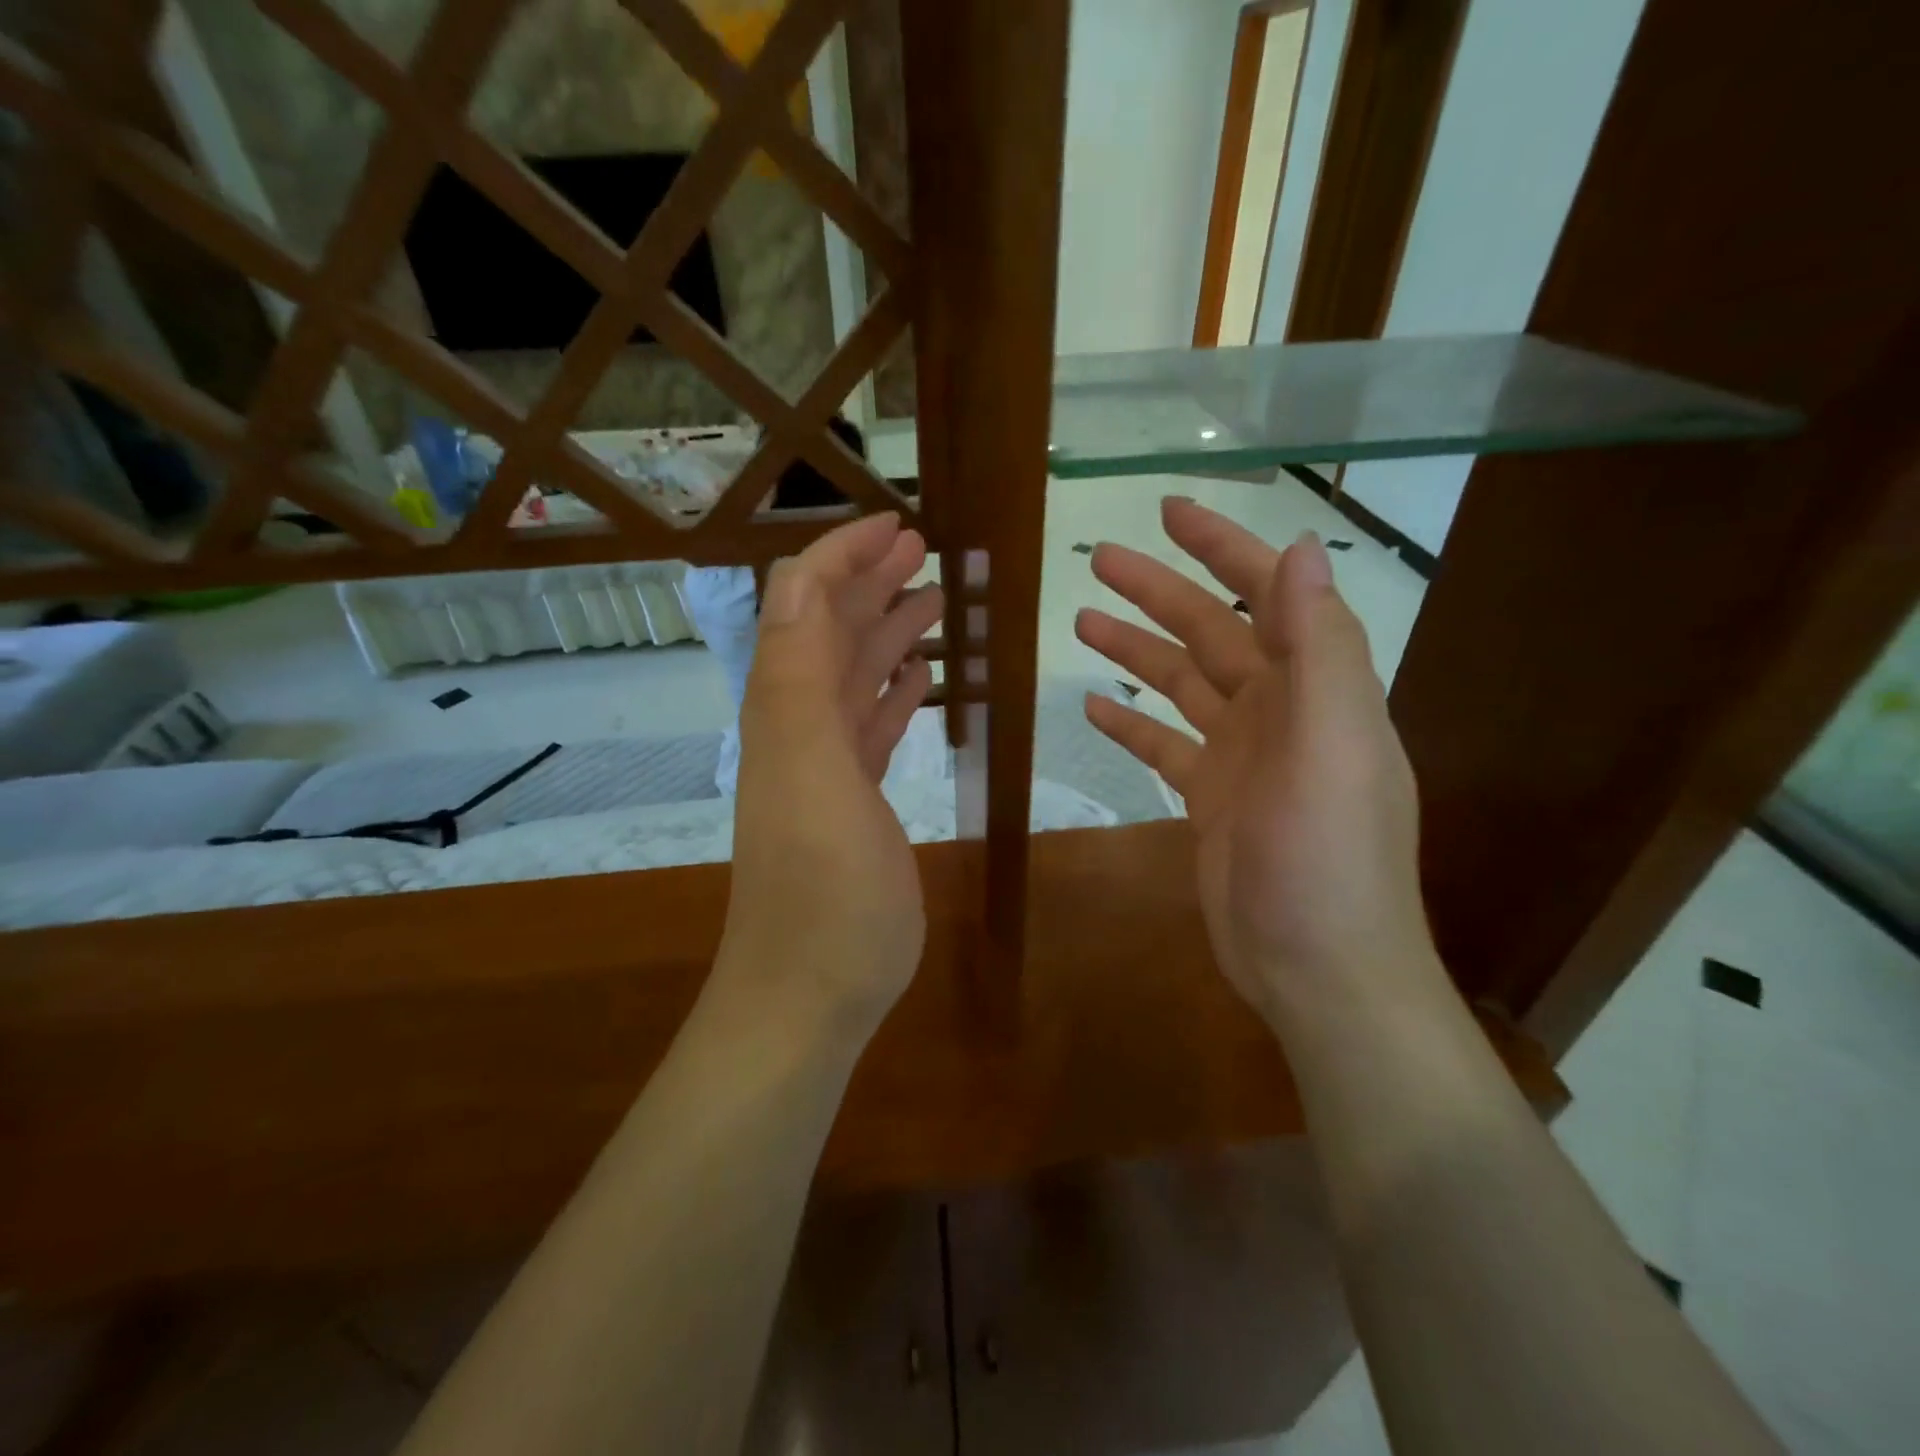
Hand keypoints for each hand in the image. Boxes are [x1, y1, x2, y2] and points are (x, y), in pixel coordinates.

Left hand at [719, 513, 944, 1035]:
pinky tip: (919, 677)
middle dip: (869, 582)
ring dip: (887, 631)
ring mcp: (826, 765)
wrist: (811, 990)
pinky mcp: (854, 801)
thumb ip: (797, 676)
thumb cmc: (822, 885)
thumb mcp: (807, 770)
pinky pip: (871, 726)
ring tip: (931, 598)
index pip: (802, 604)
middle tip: (922, 549)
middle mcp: (798, 725)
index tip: (899, 526)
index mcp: (785, 707)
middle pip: (829, 632)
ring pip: (855, 676)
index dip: (842, 557)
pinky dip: (893, 691)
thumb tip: (796, 580)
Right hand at [1075, 497, 1439, 1031]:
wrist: (1316, 969)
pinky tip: (1096, 706)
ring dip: (1137, 649)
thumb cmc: (1327, 859)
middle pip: (1212, 632)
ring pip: (1181, 684)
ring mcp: (1243, 756)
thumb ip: (1320, 648)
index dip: (1225, 547)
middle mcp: (1281, 711)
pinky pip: (1164, 745)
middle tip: (1098, 559)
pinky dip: (1133, 722)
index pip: (1270, 594)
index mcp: (1316, 688)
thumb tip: (1302, 549)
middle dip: (1159, 590)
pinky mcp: (1211, 798)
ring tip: (1081, 620)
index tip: (1169, 513)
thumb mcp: (1333, 748)